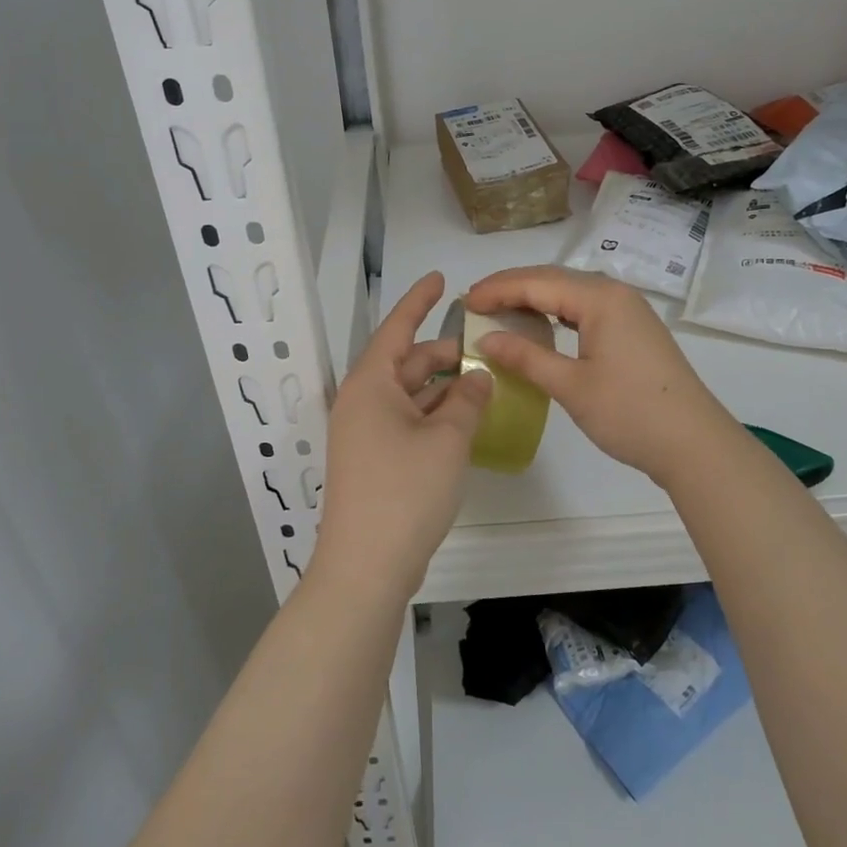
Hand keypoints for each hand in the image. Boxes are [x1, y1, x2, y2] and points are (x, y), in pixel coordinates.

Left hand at [310, 272, 492, 603]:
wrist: (366, 567)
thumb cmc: (405, 491)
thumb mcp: (447, 439)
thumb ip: (467, 400)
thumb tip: (478, 376)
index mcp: (370, 384)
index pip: (397, 328)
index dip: (419, 301)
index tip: (440, 278)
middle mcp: (362, 402)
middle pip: (405, 363)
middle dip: (442, 354)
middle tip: (484, 349)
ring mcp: (364, 434)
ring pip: (408, 395)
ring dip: (442, 387)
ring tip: (483, 382)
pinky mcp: (373, 461)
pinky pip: (406, 422)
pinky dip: (433, 415)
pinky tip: (463, 420)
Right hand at [465, 266, 738, 485]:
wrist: (694, 444)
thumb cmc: (630, 413)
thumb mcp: (572, 386)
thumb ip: (526, 357)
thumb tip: (485, 339)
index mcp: (600, 299)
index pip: (537, 283)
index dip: (497, 290)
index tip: (464, 301)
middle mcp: (615, 293)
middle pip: (553, 279)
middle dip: (511, 287)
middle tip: (475, 303)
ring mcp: (628, 310)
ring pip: (570, 292)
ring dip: (533, 298)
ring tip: (499, 311)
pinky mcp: (633, 329)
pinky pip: (585, 308)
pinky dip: (556, 312)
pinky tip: (540, 326)